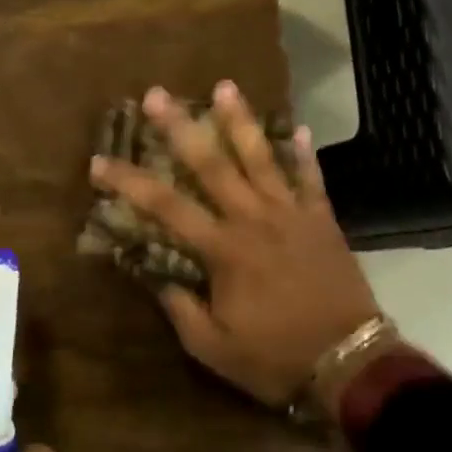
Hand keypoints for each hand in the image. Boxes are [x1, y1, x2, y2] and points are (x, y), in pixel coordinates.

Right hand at [89, 82, 381, 409]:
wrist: (352, 365)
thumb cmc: (275, 358)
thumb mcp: (212, 346)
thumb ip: (179, 306)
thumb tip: (153, 274)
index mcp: (223, 249)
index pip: (165, 206)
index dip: (128, 182)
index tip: (99, 163)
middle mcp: (254, 220)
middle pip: (211, 164)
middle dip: (180, 127)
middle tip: (157, 94)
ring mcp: (292, 215)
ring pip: (261, 158)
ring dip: (239, 121)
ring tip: (224, 87)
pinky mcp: (322, 221)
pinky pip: (311, 180)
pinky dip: (303, 154)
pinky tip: (298, 128)